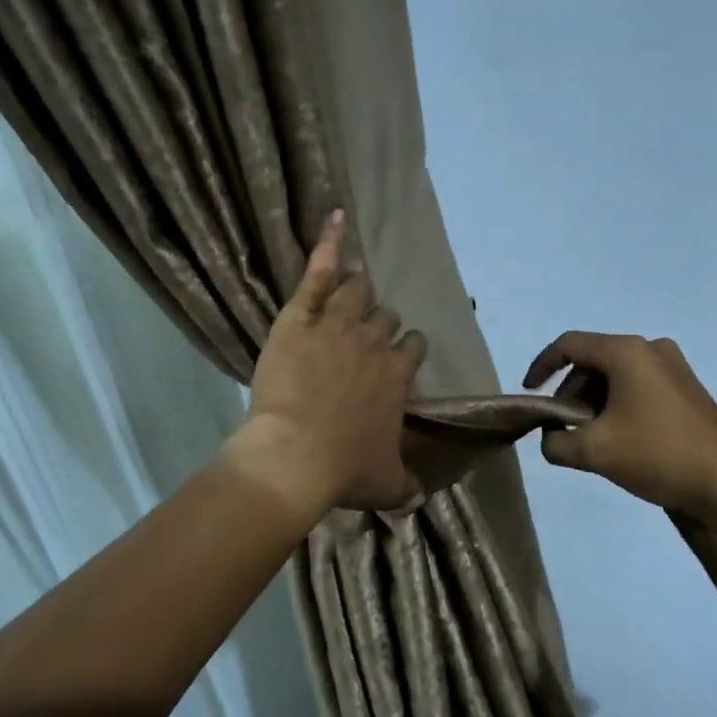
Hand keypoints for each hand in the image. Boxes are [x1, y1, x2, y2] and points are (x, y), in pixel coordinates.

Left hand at [227, 211, 427, 516]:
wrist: (295, 456)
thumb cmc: (343, 471)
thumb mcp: (386, 484)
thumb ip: (406, 486)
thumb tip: (420, 499)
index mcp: (398, 375)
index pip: (414, 346)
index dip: (406, 349)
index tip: (398, 356)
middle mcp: (375, 342)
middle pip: (387, 316)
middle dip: (380, 322)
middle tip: (365, 333)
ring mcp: (338, 323)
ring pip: (357, 291)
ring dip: (357, 290)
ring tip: (353, 285)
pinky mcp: (301, 316)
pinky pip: (318, 271)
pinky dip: (328, 242)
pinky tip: (335, 218)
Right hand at [523, 332, 716, 515]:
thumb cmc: (656, 454)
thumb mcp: (594, 452)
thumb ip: (555, 443)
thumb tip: (550, 438)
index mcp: (626, 352)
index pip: (569, 345)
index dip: (542, 366)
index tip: (530, 393)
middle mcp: (651, 349)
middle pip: (594, 360)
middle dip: (571, 392)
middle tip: (563, 426)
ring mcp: (674, 367)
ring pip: (616, 374)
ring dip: (594, 400)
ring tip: (590, 437)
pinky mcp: (687, 388)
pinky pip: (639, 384)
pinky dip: (619, 403)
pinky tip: (619, 437)